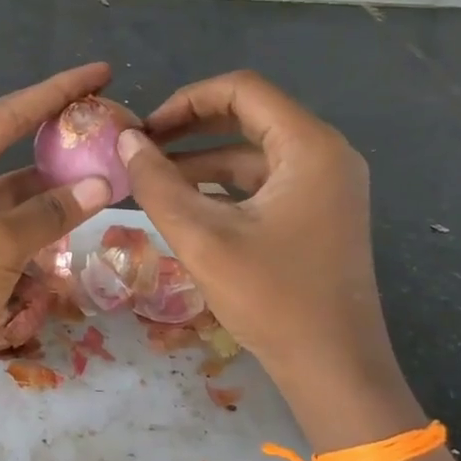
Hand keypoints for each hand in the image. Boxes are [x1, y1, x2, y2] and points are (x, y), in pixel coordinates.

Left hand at [0, 64, 113, 435]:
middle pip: (13, 150)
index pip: (6, 114)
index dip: (55, 91)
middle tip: (109, 125)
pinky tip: (80, 227)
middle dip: (58, 139)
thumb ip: (51, 210)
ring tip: (109, 177)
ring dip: (58, 192)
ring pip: (20, 197)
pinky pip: (18, 235)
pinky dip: (46, 233)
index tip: (100, 72)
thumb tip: (102, 182)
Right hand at [117, 71, 413, 434]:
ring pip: (253, 152)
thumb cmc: (273, 299)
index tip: (145, 129)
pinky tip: (184, 204)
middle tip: (142, 147)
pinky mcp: (318, 213)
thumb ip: (158, 184)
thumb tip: (126, 142)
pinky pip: (264, 182)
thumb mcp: (203, 238)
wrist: (335, 370)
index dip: (186, 100)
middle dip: (190, 128)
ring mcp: (326, 185)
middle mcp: (325, 154)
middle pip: (249, 116)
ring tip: (150, 179)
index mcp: (309, 147)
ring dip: (201, 160)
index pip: (242, 90)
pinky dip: (223, 186)